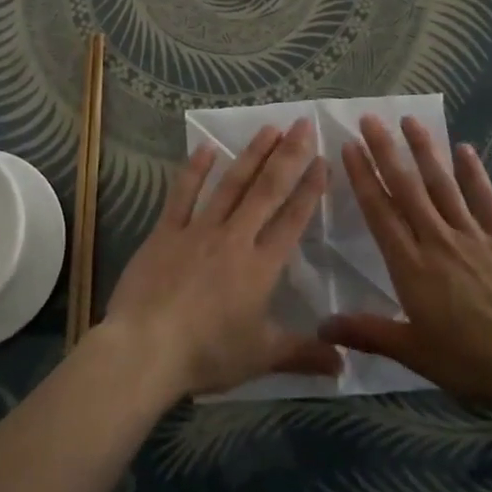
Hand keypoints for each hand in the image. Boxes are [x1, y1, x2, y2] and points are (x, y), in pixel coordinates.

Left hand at [100, 119, 342, 400]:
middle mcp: (235, 238)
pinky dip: (195, 170)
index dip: (310, 189)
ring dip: (252, 154)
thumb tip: (345, 367)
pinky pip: (183, 194)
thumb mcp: (261, 358)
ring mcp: (199, 230)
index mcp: (262, 267)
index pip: (293, 220)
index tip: (323, 160)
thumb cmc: (207, 354)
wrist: (146, 349)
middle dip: (288, 156)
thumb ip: (304, 355)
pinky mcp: (166, 231)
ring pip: (231, 184)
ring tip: (269, 128)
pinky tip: (207, 147)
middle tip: (303, 124)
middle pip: (267, 190)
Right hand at [322, 114, 491, 411]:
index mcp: (411, 266)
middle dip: (386, 151)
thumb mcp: (414, 353)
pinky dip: (474, 173)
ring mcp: (473, 235)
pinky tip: (465, 149)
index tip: (350, 146)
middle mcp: (438, 240)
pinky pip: (486, 199)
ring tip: (410, 120)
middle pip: (407, 188)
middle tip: (370, 119)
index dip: (363, 177)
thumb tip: (320, 327)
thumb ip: (367, 333)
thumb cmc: (471, 361)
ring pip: (443, 184)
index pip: (380, 212)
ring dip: (424, 151)